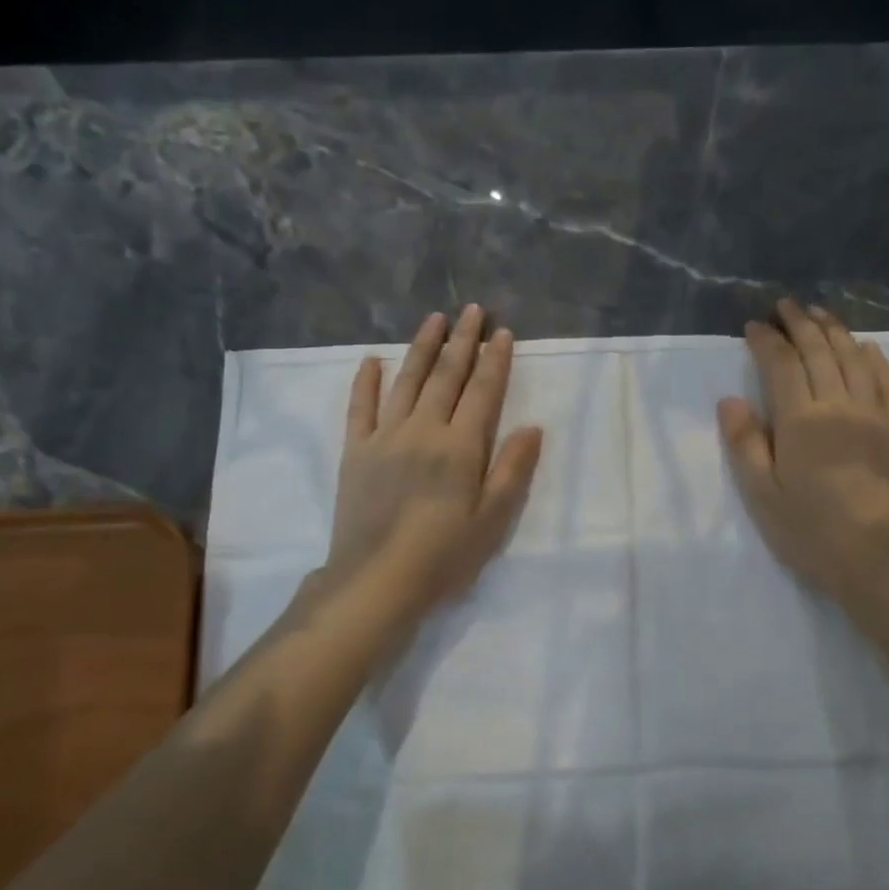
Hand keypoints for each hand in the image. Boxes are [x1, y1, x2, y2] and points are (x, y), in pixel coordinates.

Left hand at [325, 305, 542, 617]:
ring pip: (406, 382)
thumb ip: (512, 470)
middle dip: (462, 342)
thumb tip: (532, 427)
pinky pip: (360, 408)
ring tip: (434, 320)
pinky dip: (366, 382)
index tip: (502, 332)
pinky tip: (372, 360)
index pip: (482, 392)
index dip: (495, 361)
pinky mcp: (356, 452)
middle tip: (472, 310)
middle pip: (446, 377)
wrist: (377, 579)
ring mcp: (385, 437)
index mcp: (461, 447)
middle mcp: (424, 430)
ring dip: (421, 348)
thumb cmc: (444, 555)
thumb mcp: (492, 519)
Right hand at [718, 301, 888, 621]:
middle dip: (800, 323)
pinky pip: (885, 380)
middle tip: (785, 305)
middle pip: (819, 351)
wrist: (874, 556)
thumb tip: (731, 400)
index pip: (781, 365)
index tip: (753, 326)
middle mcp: (838, 405)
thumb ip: (745, 443)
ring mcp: (872, 413)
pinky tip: (865, 346)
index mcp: (800, 420)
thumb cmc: (809, 530)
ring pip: (853, 357)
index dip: (766, 341)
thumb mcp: (761, 494)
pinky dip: (873, 357)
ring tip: (819, 313)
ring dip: (834, 330)